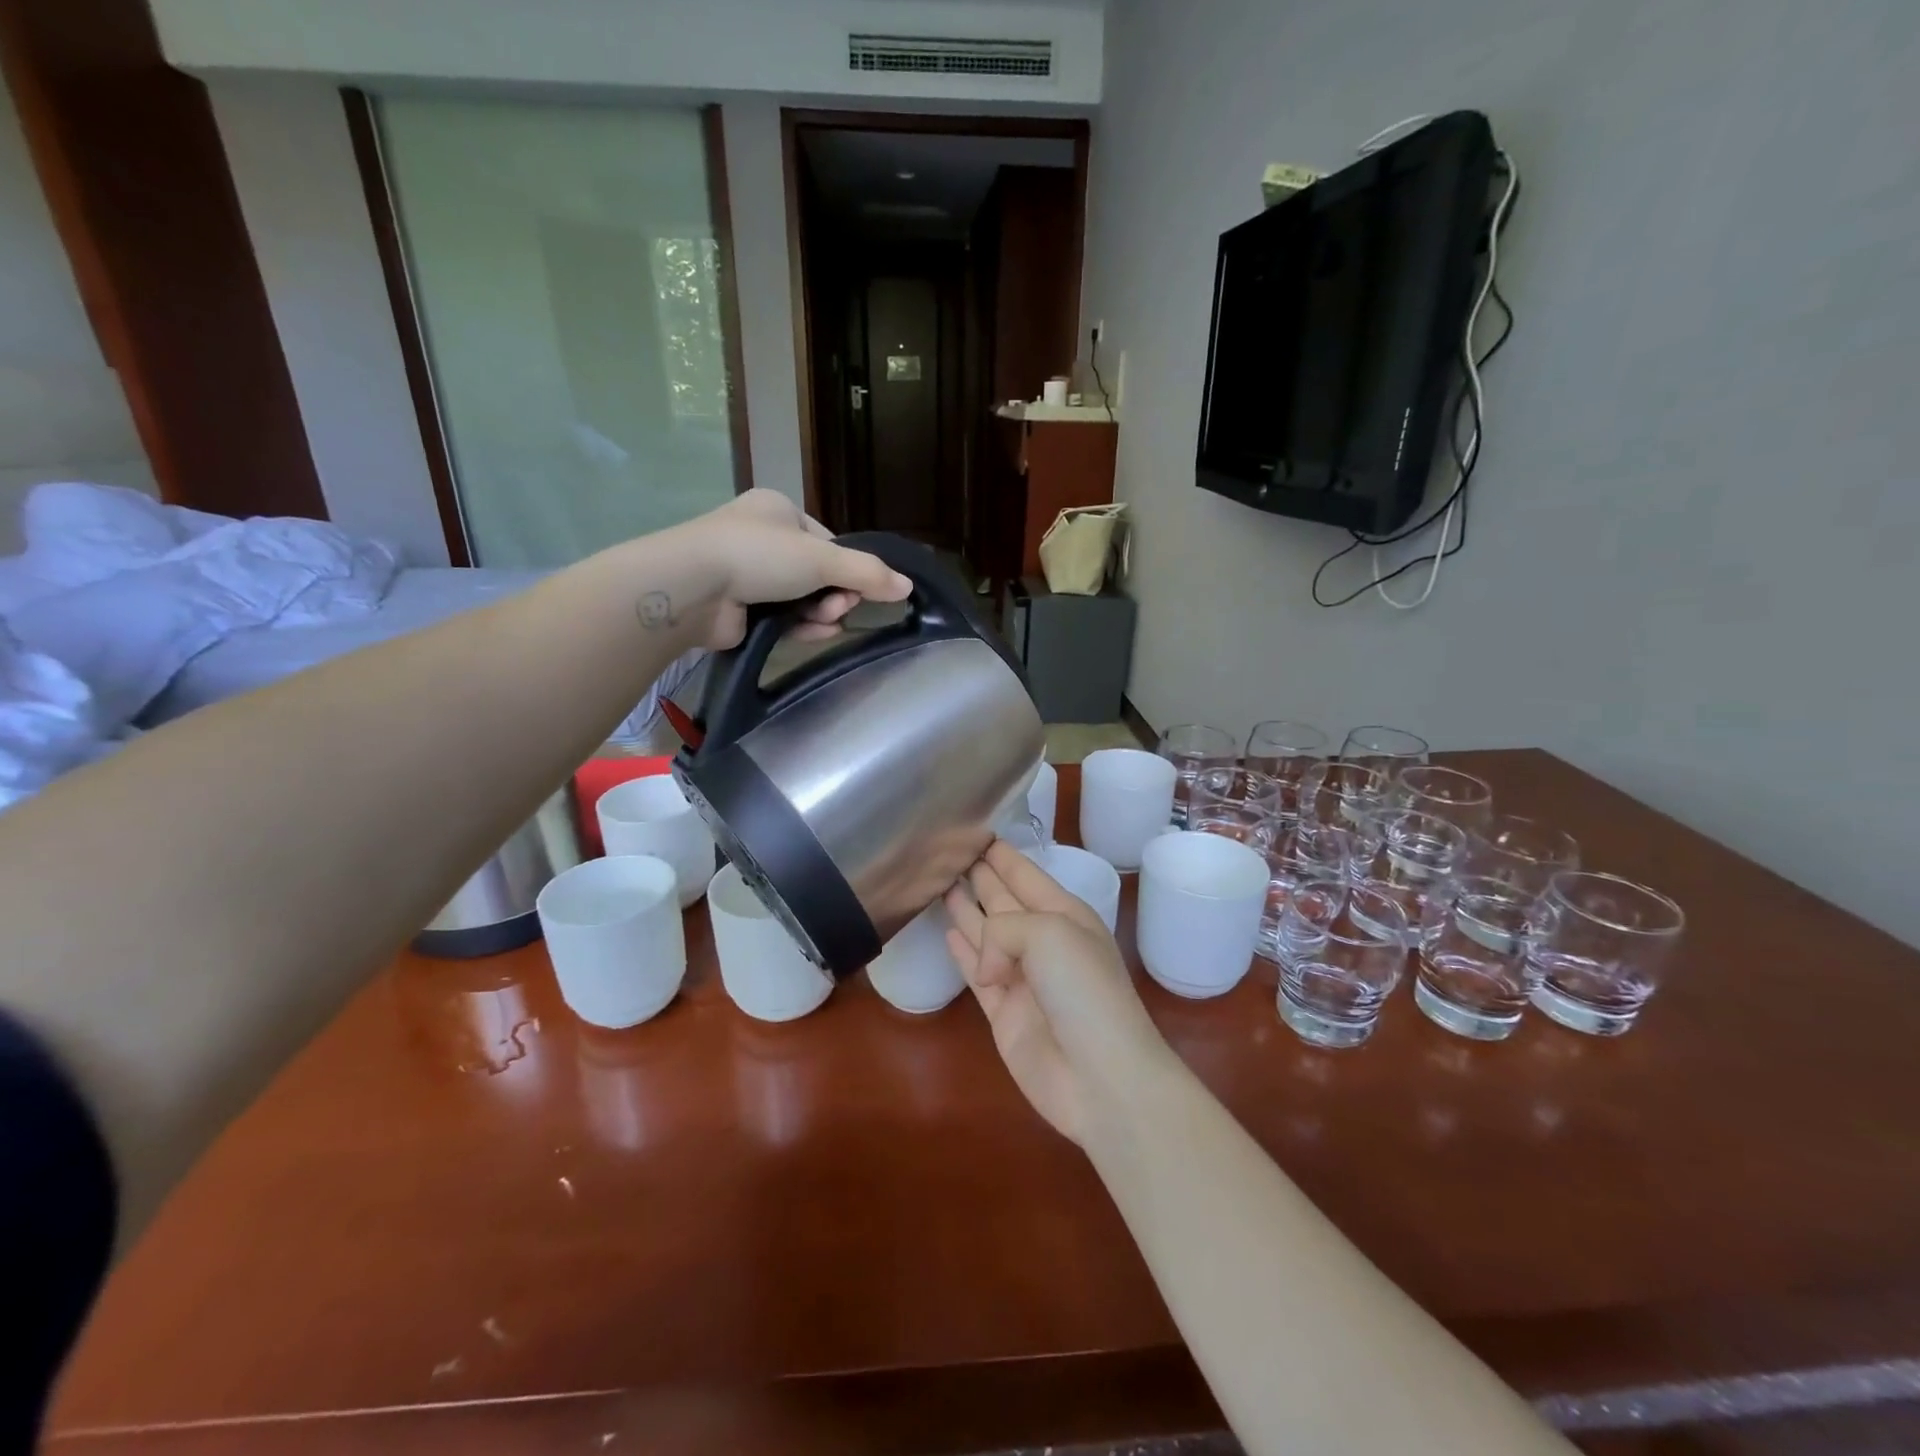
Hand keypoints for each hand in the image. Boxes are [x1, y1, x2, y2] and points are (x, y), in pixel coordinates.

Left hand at [665, 490, 912, 649]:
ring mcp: (748, 575)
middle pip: (818, 573)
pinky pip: (782, 618)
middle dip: (835, 593)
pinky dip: (802, 626)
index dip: (848, 567)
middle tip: (840, 607)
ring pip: (802, 598)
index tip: (860, 588)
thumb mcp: (822, 558)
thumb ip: (868, 572)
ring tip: (828, 622)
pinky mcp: (739, 608)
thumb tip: (908, 586)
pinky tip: (817, 633)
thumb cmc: (759, 555)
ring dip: (822, 612)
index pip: (827, 542)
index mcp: (779, 511)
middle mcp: (763, 538)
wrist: (692, 587)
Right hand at [945, 841, 1173, 1143]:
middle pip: (1004, 900)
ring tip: (940, 882)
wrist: (1101, 1077)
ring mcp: (1022, 978)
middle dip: (980, 875)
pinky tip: (947, 931)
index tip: (976, 831)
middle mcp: (1043, 942)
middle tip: (948, 851)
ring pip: (986, 933)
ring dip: (966, 908)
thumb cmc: (1083, 991)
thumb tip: (984, 963)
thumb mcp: (1049, 934)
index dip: (1002, 855)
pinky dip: (962, 951)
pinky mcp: (1004, 1012)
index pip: (1026, 875)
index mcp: (1065, 916)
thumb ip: (1003, 928)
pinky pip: (976, 972)